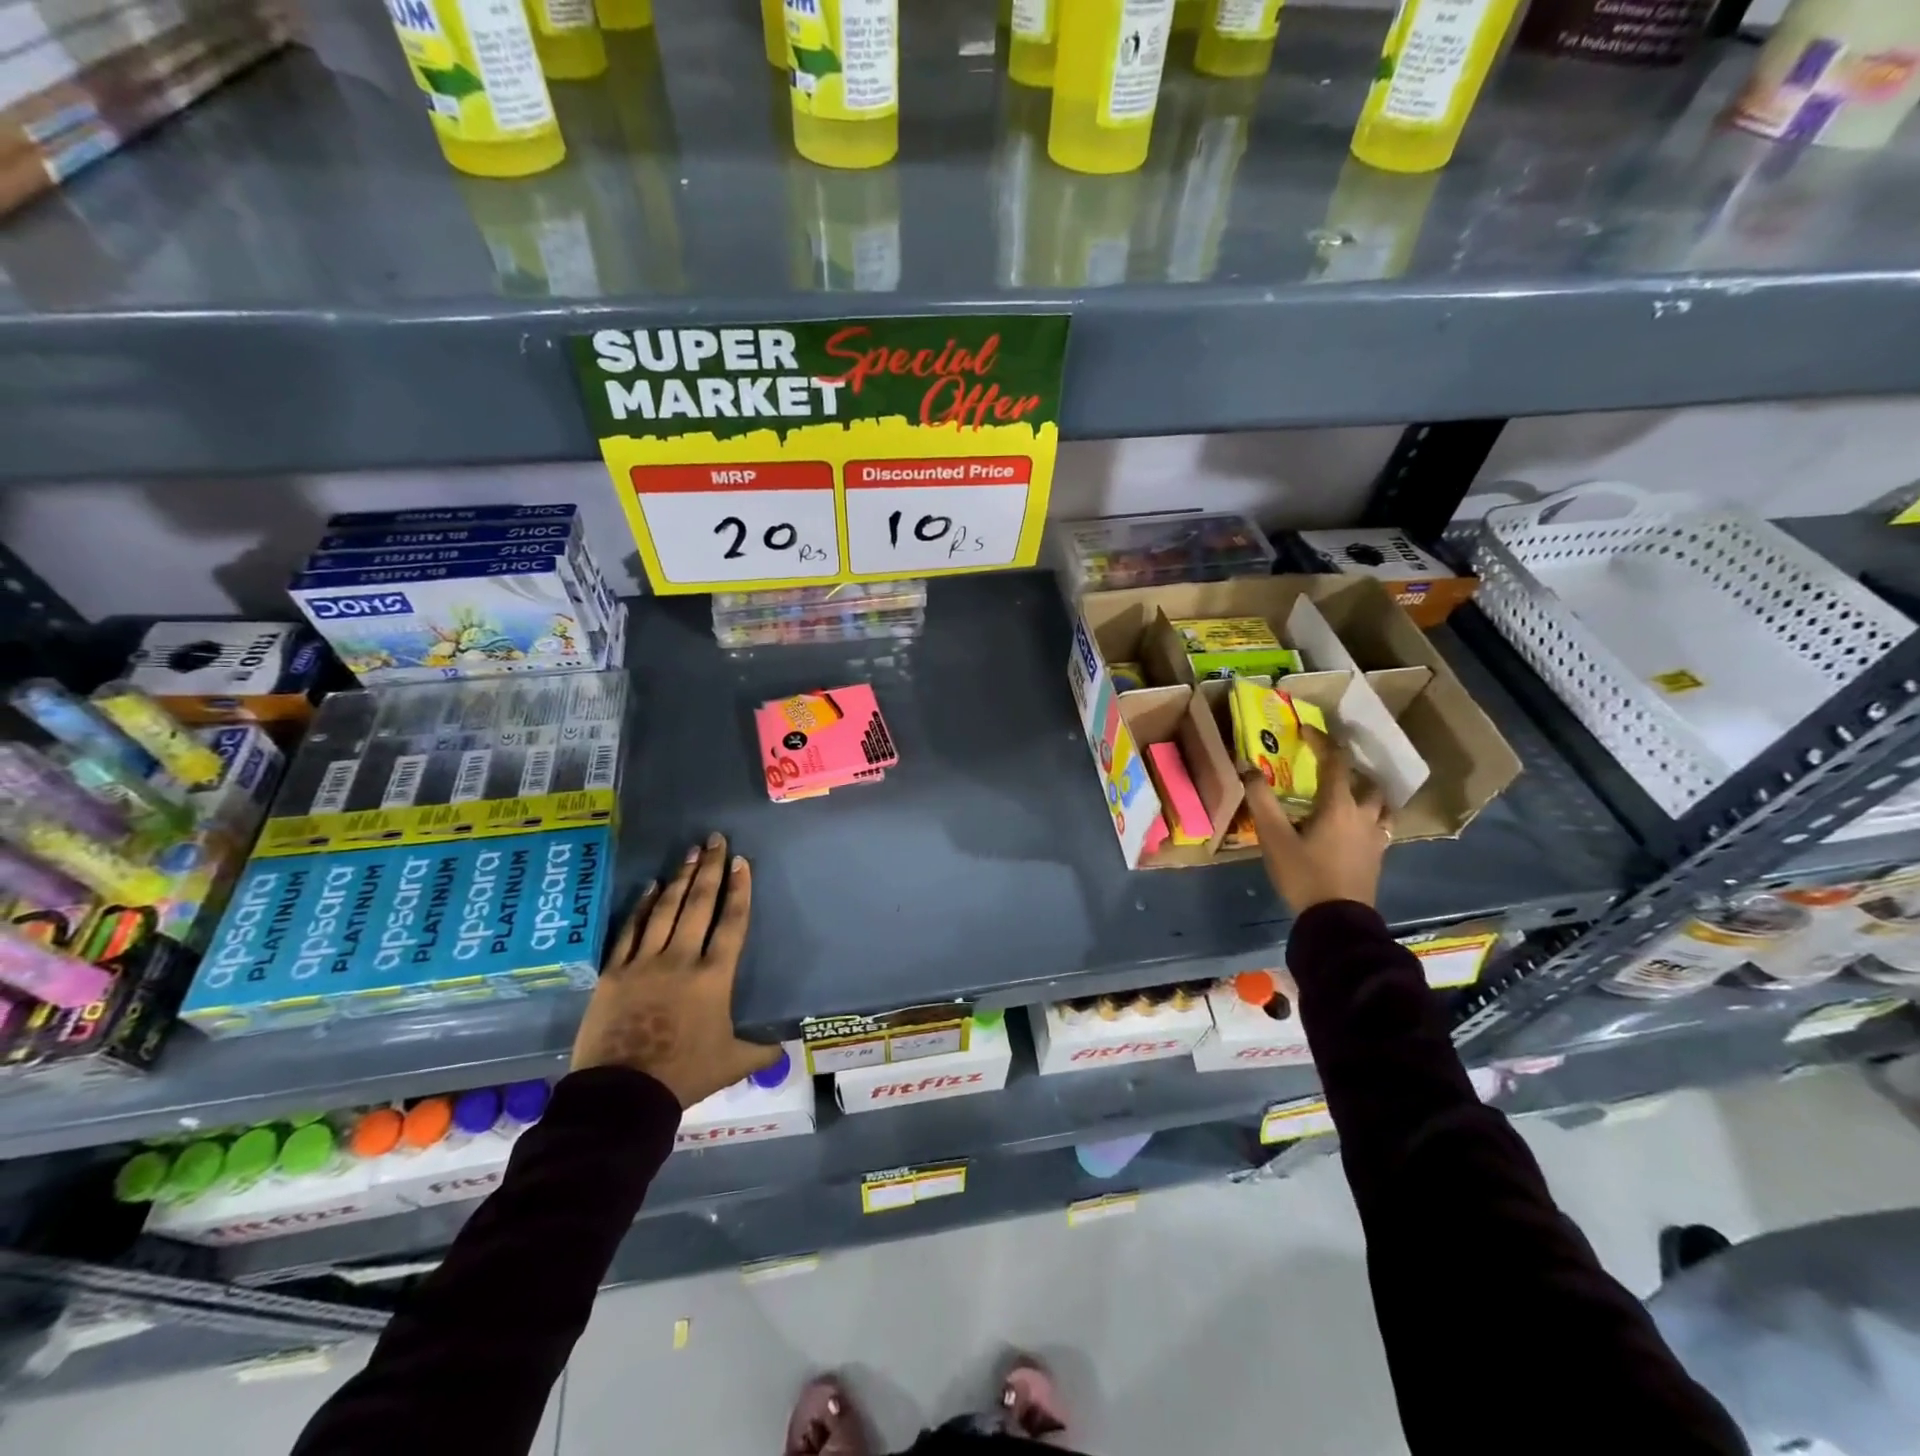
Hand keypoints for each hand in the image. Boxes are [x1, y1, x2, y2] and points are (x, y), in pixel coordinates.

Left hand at [571, 833, 779, 1107]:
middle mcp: (681, 959)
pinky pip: (629, 931)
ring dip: (680, 879)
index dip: (739, 890)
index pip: (732, 922)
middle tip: (716, 840)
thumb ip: (759, 1050)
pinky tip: (649, 887)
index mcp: (714, 977)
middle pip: (700, 904)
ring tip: (691, 853)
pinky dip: (640, 907)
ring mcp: (644, 962)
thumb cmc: (684, 1075)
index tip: (742, 862)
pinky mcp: (614, 973)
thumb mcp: (731, 1063)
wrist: (623, 1095)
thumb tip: (784, 1049)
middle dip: (711, 869)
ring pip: (665, 910)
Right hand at [1241, 733, 1391, 912]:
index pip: (1335, 761)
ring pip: (1380, 804)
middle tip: (1329, 767)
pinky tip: (1356, 826)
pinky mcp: (1378, 856)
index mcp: (1339, 805)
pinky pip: (1381, 826)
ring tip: (1349, 794)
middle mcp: (1364, 815)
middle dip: (1349, 768)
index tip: (1306, 730)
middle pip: (1366, 781)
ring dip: (1366, 792)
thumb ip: (1261, 801)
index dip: (1322, 741)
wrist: (1337, 921)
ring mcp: (1376, 837)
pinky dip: (1370, 816)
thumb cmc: (1304, 874)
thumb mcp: (1274, 837)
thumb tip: (1248, 768)